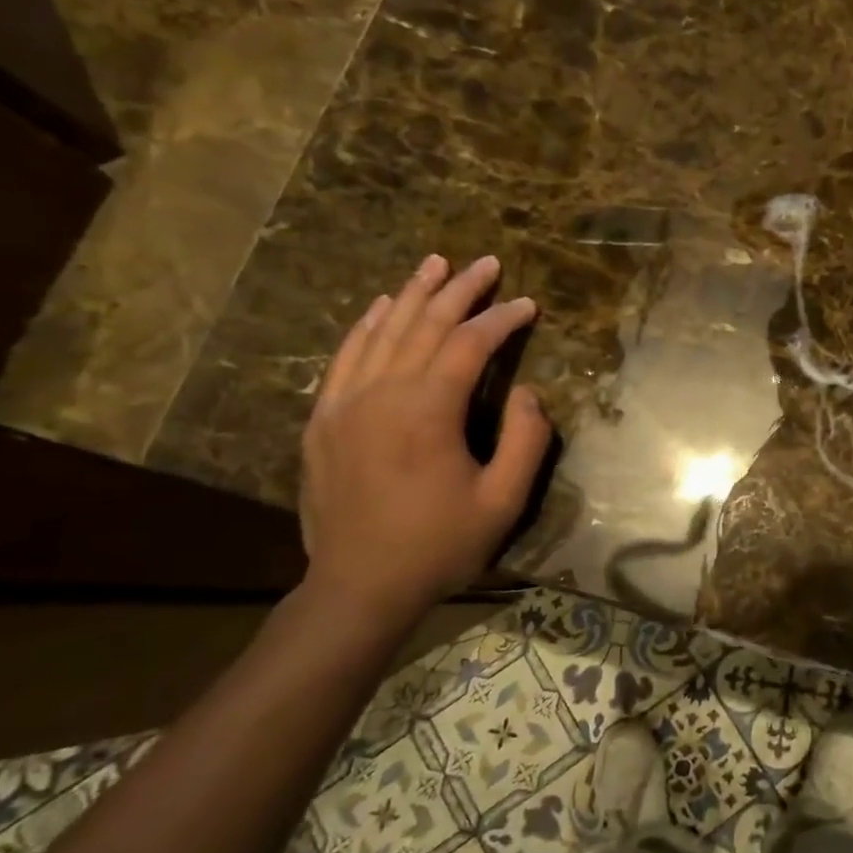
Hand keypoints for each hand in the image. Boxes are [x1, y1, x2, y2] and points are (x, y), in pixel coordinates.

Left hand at [299, 253, 551, 623]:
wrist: (359, 588)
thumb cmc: (438, 546)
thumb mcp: (503, 501)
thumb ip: (525, 440)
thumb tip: (527, 391)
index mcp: (427, 412)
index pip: (468, 345)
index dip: (502, 320)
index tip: (528, 304)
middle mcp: (382, 395)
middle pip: (424, 325)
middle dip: (460, 291)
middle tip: (486, 264)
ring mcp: (344, 404)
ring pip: (382, 332)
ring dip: (413, 294)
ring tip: (436, 264)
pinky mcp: (323, 420)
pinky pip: (345, 357)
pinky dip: (367, 325)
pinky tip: (383, 306)